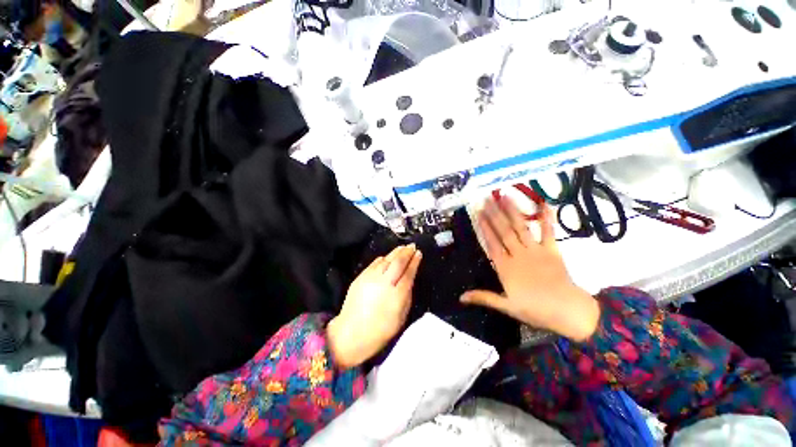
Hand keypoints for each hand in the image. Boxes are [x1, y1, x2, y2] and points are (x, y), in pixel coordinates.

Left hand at [327, 244, 422, 368]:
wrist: (351, 334)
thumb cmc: (380, 331)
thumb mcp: (401, 317)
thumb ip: (407, 295)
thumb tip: (409, 279)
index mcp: (397, 295)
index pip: (408, 272)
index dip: (415, 261)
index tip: (419, 253)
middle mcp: (384, 283)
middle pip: (398, 262)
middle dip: (407, 252)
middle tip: (412, 246)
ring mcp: (371, 278)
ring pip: (386, 259)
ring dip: (396, 252)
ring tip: (403, 247)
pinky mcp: (361, 277)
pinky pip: (375, 263)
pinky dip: (384, 258)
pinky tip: (388, 257)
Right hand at [460, 196, 599, 340]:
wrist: (568, 311)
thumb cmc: (535, 310)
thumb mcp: (506, 306)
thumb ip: (483, 297)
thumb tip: (461, 297)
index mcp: (506, 267)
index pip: (491, 243)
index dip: (484, 228)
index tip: (478, 214)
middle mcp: (518, 254)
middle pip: (503, 231)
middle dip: (494, 214)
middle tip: (487, 199)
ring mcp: (535, 251)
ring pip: (520, 227)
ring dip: (512, 211)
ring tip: (504, 196)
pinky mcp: (551, 250)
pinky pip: (548, 232)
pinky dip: (546, 218)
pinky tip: (543, 204)